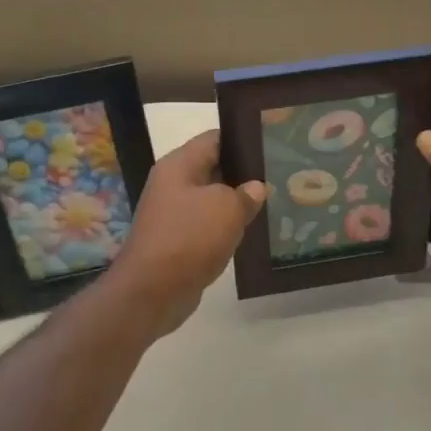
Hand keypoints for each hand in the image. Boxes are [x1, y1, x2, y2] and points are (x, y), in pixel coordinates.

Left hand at [110, 130, 267, 335]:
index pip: (214, 139)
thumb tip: (255, 188)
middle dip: (243, 173)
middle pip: (213, 168)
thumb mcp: (226, 208)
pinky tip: (250, 232)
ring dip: (235, 204)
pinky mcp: (176, 241)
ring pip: (211, 200)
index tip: (271, 144)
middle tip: (278, 175)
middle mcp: (172, 184)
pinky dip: (225, 228)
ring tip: (271, 203)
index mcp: (179, 165)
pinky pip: (206, 226)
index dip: (242, 139)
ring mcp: (172, 214)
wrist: (152, 291)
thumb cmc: (189, 238)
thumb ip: (246, 194)